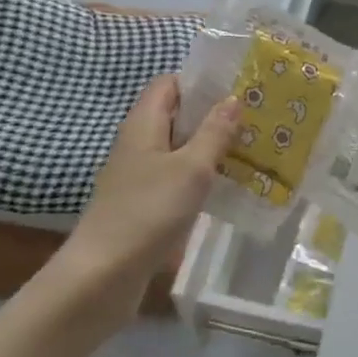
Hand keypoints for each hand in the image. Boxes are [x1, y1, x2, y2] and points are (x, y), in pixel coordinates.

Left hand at [58, 76, 239, 323]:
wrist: (102, 276)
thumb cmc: (148, 211)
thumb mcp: (191, 168)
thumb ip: (214, 132)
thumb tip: (233, 98)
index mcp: (143, 123)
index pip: (169, 84)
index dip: (200, 81)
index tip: (238, 86)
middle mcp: (138, 143)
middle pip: (176, 115)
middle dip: (213, 114)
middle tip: (255, 117)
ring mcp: (139, 175)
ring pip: (179, 148)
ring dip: (210, 147)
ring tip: (252, 148)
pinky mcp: (144, 203)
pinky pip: (176, 177)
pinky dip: (201, 176)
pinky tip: (228, 186)